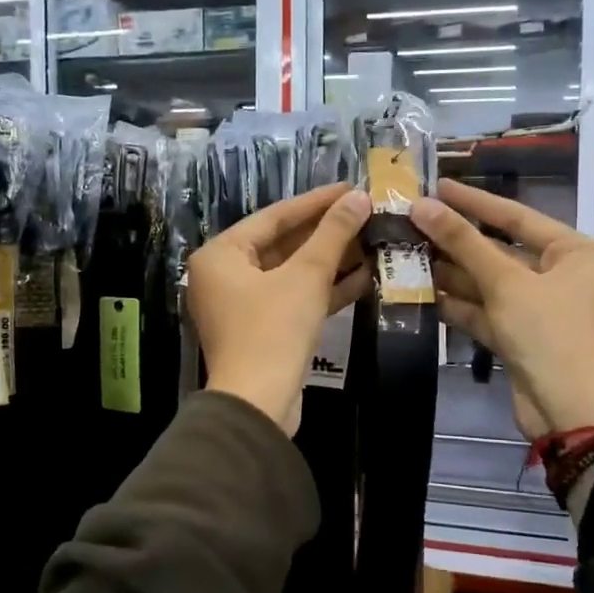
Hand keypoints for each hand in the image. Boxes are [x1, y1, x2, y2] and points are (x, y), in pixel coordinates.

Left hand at [188, 184, 372, 433]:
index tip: (351, 188)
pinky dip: (324, 289)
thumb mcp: (306, 276)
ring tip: (372, 240)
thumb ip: (333, 234)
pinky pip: (294, 298)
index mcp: (221, 255)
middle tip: (365, 213)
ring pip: (292, 273)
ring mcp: (243, 305)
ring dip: (331, 261)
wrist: (259, 405)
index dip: (316, 201)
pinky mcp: (263, 330)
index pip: (274, 217)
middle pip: (283, 244)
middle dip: (326, 232)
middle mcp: (225, 276)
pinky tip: (364, 277)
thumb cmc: (273, 330)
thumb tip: (359, 198)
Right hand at [409, 178, 593, 440]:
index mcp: (574, 252)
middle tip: (412, 222)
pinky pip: (485, 310)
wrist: (569, 412)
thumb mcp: (505, 283)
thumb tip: (421, 205)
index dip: (475, 201)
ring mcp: (538, 308)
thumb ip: (463, 243)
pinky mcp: (519, 336)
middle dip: (457, 241)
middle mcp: (560, 275)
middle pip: (500, 250)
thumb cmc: (549, 334)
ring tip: (406, 252)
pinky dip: (457, 302)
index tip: (437, 187)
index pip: (517, 216)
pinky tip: (421, 290)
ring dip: (451, 272)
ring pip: (488, 282)